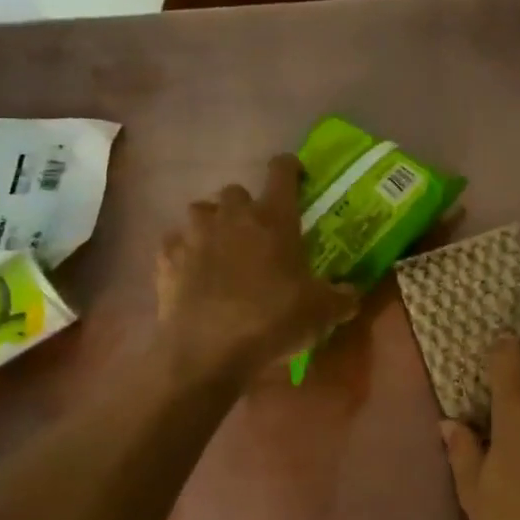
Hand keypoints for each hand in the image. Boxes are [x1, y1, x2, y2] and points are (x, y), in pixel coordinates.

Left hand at [156, 154, 357, 378]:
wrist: (210, 351)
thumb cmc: (273, 321)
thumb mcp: (322, 313)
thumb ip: (341, 298)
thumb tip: (351, 294)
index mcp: (274, 218)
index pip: (282, 171)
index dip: (290, 168)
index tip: (296, 175)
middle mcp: (232, 216)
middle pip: (236, 191)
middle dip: (247, 207)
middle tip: (257, 233)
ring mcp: (194, 235)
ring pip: (201, 211)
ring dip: (212, 224)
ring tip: (221, 249)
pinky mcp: (167, 259)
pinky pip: (175, 243)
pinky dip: (184, 252)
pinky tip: (192, 273)